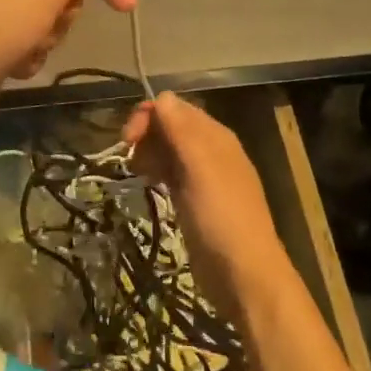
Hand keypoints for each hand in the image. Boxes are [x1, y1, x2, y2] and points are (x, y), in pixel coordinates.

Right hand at [124, 92, 288, 316]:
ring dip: (149, 153)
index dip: (149, 116)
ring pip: (169, 151)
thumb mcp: (200, 169)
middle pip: (171, 127)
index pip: (176, 108)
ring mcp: (203, 177)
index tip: (127, 140)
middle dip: (147, 135)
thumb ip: (181, 131)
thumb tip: (162, 96)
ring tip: (137, 173)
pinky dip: (157, 172)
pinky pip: (171, 174)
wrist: (244, 274)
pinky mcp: (195, 201)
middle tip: (129, 160)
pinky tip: (147, 183)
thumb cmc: (221, 217)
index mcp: (215, 137)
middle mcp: (211, 151)